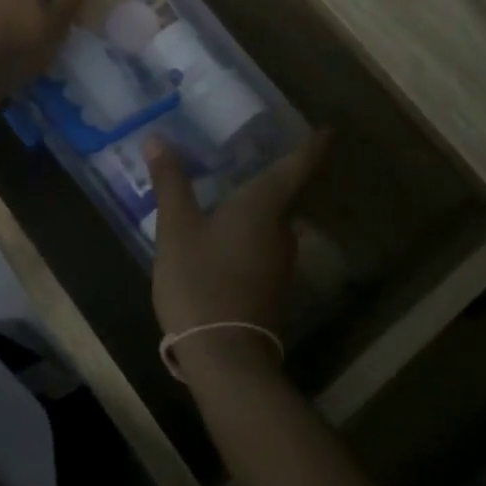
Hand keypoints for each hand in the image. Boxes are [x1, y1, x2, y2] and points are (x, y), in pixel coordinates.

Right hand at [147, 132, 329, 377]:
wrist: (224, 355)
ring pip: (272, 222)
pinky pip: (263, 245)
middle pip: (285, 193)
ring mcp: (282, 261)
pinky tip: (225, 235)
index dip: (315, 145)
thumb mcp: (176, 228)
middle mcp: (283, 229)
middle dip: (271, 174)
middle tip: (248, 154)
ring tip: (229, 191)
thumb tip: (157, 138)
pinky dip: (249, 233)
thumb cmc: (201, 280)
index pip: (301, 165)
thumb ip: (170, 182)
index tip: (327, 129)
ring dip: (257, 206)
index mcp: (265, 205)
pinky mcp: (273, 287)